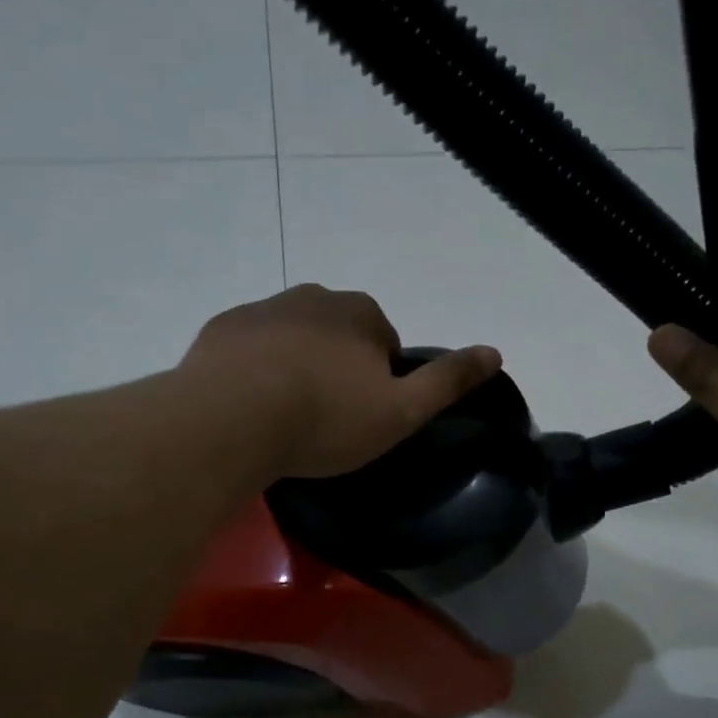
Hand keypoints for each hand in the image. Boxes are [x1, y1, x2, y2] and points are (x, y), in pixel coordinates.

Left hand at [180, 285, 501, 480]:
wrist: (231, 420)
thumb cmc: (325, 418)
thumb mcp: (401, 410)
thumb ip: (448, 381)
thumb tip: (495, 351)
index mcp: (362, 314)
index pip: (385, 343)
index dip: (380, 382)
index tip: (364, 417)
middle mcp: (314, 297)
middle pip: (339, 335)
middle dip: (338, 368)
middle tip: (325, 419)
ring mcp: (262, 309)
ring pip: (294, 338)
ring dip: (296, 366)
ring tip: (286, 416)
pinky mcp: (222, 329)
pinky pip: (251, 348)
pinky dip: (255, 369)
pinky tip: (250, 405)